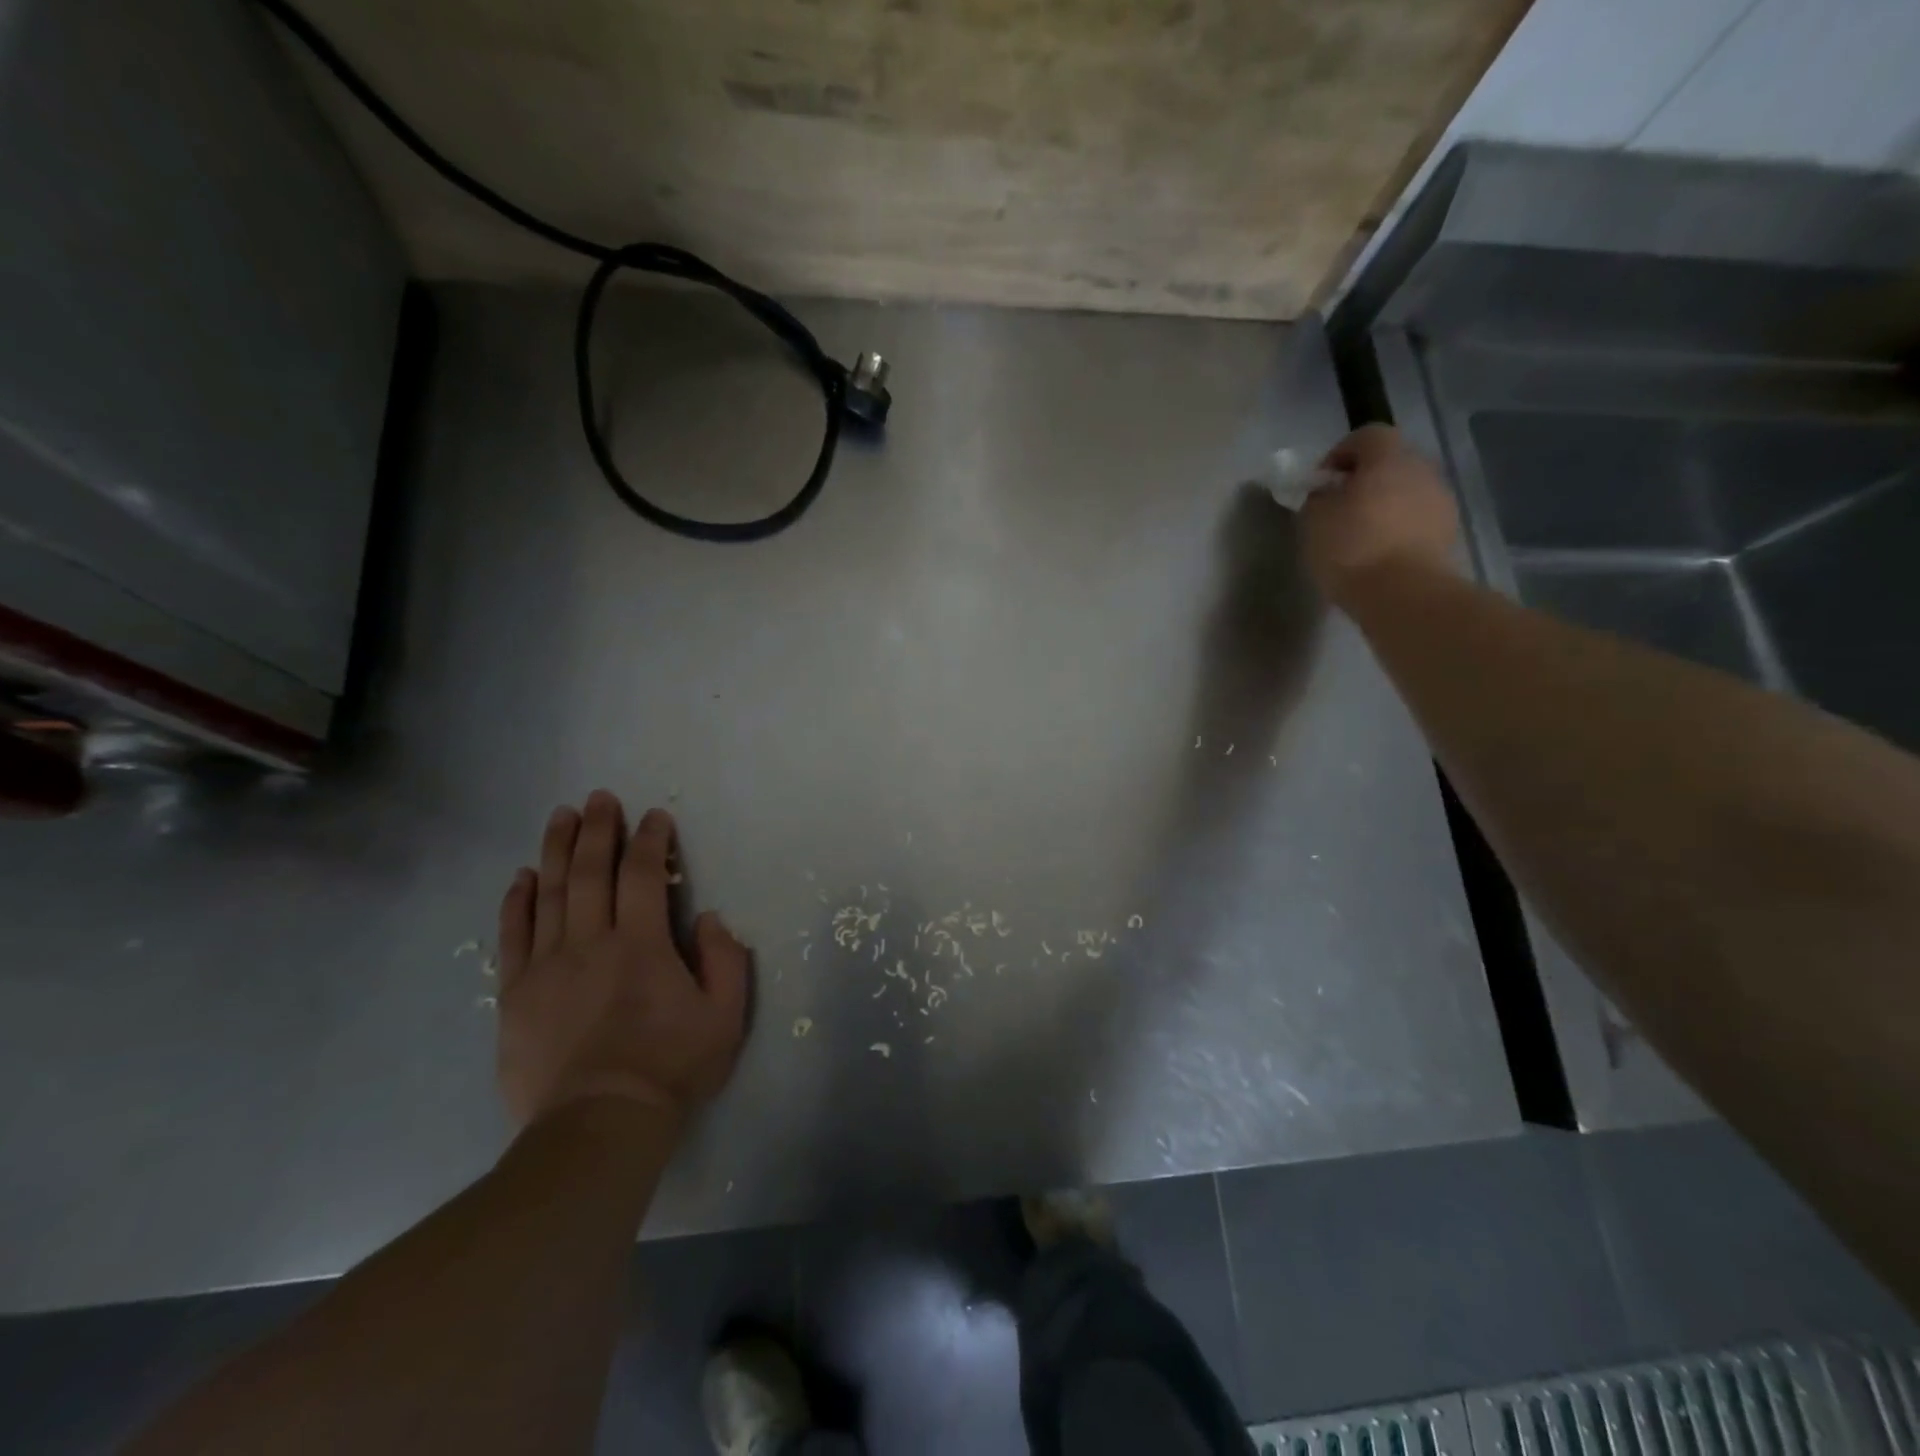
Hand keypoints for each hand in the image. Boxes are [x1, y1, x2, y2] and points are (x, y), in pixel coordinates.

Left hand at [496, 792, 749, 1130]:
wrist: (598, 1125)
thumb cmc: (670, 1068)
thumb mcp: (725, 1016)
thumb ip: (725, 960)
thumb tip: (707, 919)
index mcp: (641, 944)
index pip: (642, 875)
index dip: (650, 840)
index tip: (654, 817)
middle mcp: (589, 942)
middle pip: (590, 872)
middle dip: (597, 829)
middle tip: (599, 798)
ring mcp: (546, 966)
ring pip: (549, 893)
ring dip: (556, 850)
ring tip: (561, 816)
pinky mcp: (516, 994)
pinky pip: (513, 935)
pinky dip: (517, 901)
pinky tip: (522, 876)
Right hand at [1299, 424, 1459, 605]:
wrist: (1402, 593)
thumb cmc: (1351, 548)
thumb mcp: (1313, 520)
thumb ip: (1317, 498)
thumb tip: (1326, 493)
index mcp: (1388, 458)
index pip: (1367, 435)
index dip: (1341, 452)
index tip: (1321, 481)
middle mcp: (1421, 469)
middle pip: (1391, 462)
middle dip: (1365, 479)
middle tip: (1340, 507)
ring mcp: (1440, 500)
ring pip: (1407, 491)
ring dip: (1385, 504)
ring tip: (1360, 534)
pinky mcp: (1448, 532)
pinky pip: (1417, 518)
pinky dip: (1399, 527)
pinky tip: (1380, 552)